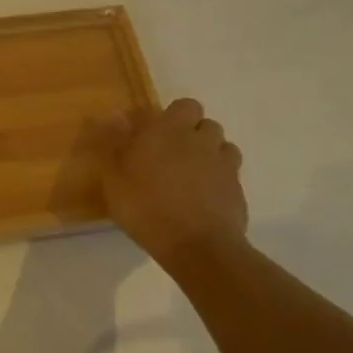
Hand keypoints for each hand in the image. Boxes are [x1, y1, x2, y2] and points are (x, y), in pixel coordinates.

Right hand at [85, 98, 247, 264]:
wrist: (197, 246)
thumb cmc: (146, 208)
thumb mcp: (114, 178)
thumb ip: (115, 143)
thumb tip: (116, 115)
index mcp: (169, 131)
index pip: (182, 106)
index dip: (171, 117)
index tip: (154, 136)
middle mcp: (200, 139)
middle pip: (204, 122)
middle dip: (192, 132)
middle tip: (170, 155)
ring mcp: (223, 163)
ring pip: (222, 145)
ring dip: (208, 152)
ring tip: (190, 174)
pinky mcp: (237, 188)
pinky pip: (230, 172)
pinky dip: (219, 178)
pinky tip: (204, 196)